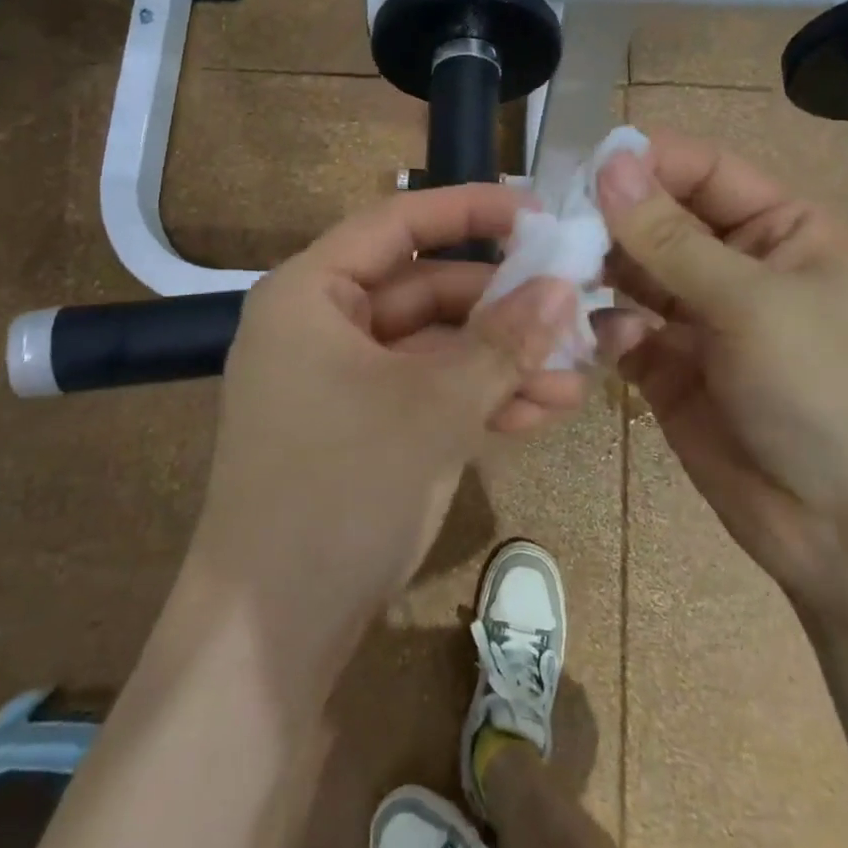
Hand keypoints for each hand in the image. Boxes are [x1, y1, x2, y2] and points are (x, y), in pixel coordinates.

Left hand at [192, 183, 583, 641]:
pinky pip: (426, 392)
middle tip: (577, 310)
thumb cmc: (341, 490)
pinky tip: (543, 411)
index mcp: (312, 292)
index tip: (540, 214)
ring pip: (434, 347)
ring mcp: (340, 379)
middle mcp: (321, 324)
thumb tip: (565, 286)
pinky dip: (477, 399)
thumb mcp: (433, 408)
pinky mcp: (360, 427)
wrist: (270, 636)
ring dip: (502, 361)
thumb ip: (502, 342)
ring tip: (577, 375)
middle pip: (425, 289)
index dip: (471, 211)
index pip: (398, 222)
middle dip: (504, 308)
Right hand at [595, 131, 847, 610]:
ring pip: (632, 274)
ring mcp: (699, 318)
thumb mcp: (752, 303)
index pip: (704, 171)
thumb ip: (671, 237)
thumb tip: (610, 163)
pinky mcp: (668, 368)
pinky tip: (602, 342)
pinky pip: (622, 330)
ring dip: (598, 272)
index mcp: (782, 230)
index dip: (648, 163)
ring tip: (560, 276)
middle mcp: (738, 265)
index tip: (583, 168)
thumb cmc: (823, 392)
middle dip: (611, 221)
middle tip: (553, 225)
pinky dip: (605, 329)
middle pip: (659, 220)